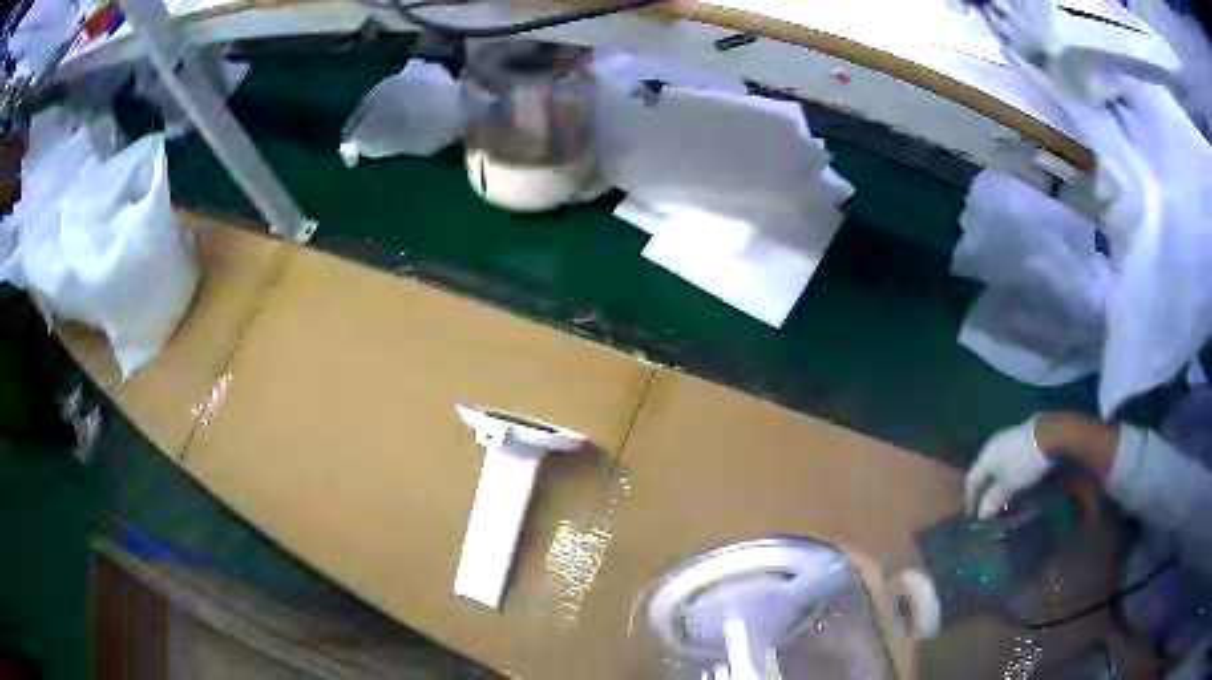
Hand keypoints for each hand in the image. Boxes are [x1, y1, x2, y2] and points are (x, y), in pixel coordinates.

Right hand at [965, 417, 1051, 519]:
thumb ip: (993, 500)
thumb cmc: (1024, 462)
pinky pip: (1008, 458)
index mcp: (985, 457)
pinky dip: (1008, 472)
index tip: (972, 516)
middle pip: (984, 471)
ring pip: (997, 464)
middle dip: (984, 490)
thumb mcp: (1009, 486)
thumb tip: (982, 514)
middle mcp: (992, 445)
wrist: (1049, 433)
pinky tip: (1015, 478)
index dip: (970, 499)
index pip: (971, 480)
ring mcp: (1007, 438)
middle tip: (986, 505)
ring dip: (997, 481)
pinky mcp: (1020, 435)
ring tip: (1002, 494)